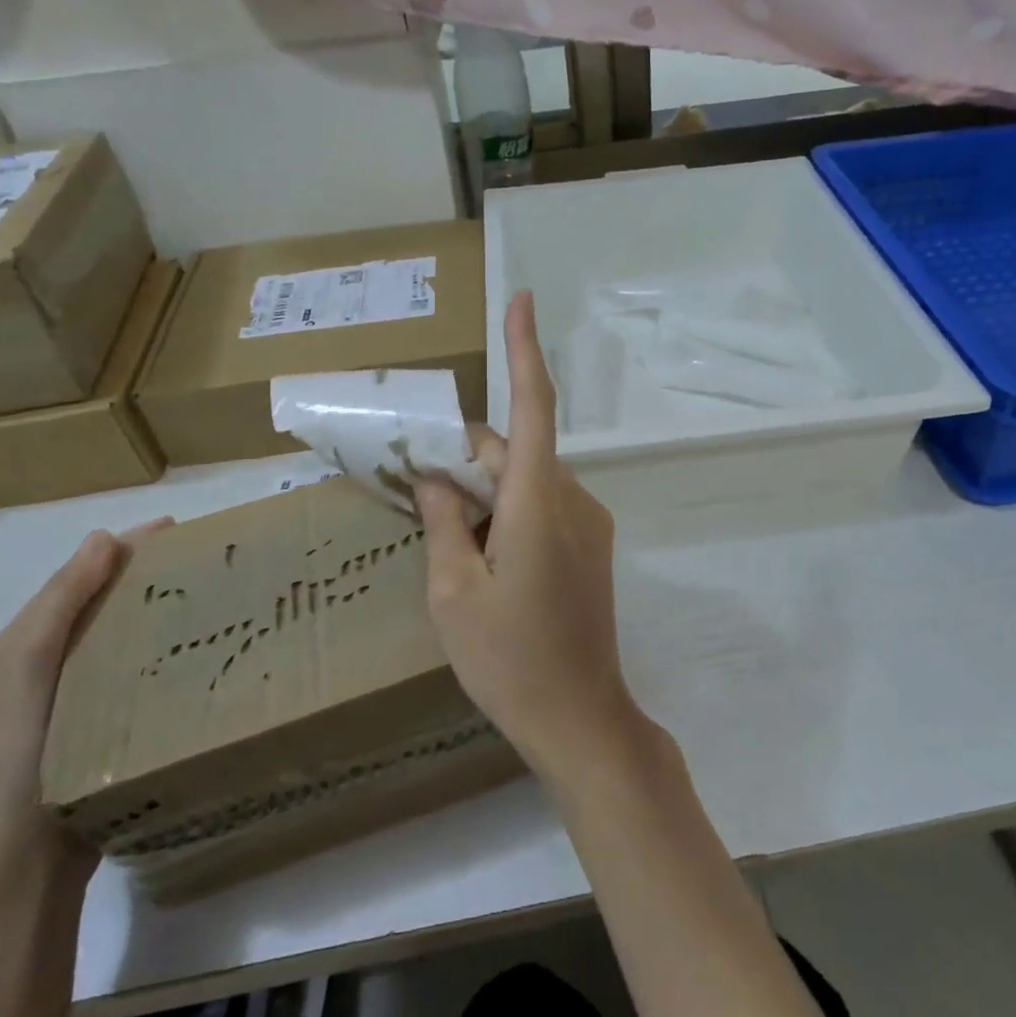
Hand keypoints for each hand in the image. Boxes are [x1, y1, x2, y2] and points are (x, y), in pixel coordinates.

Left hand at [0, 521, 170, 884]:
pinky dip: (154, 648)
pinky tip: (188, 648)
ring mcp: (67, 702)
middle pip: (95, 605)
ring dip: (151, 611)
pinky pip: (127, 669)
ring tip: (203, 594)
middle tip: (199, 559)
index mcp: (16, 651)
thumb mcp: (27, 667)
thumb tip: (101, 538)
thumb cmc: (21, 754)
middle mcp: (37, 670)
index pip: (73, 580)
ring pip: (114, 637)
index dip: (120, 549)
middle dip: (141, 575)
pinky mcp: (96, 728)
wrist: (25, 859)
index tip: (175, 528)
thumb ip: (61, 602)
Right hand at [414, 291, 644, 786]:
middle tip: (421, 489)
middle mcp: (571, 499)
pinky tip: (486, 561)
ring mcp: (589, 522)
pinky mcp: (594, 544)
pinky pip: (544, 505)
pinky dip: (510, 511)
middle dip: (469, 460)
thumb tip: (436, 476)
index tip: (522, 299)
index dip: (525, 349)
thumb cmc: (509, 661)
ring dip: (488, 492)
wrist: (581, 717)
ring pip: (527, 480)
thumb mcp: (453, 595)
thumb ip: (443, 523)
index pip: (532, 408)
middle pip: (515, 452)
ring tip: (452, 544)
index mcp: (536, 504)